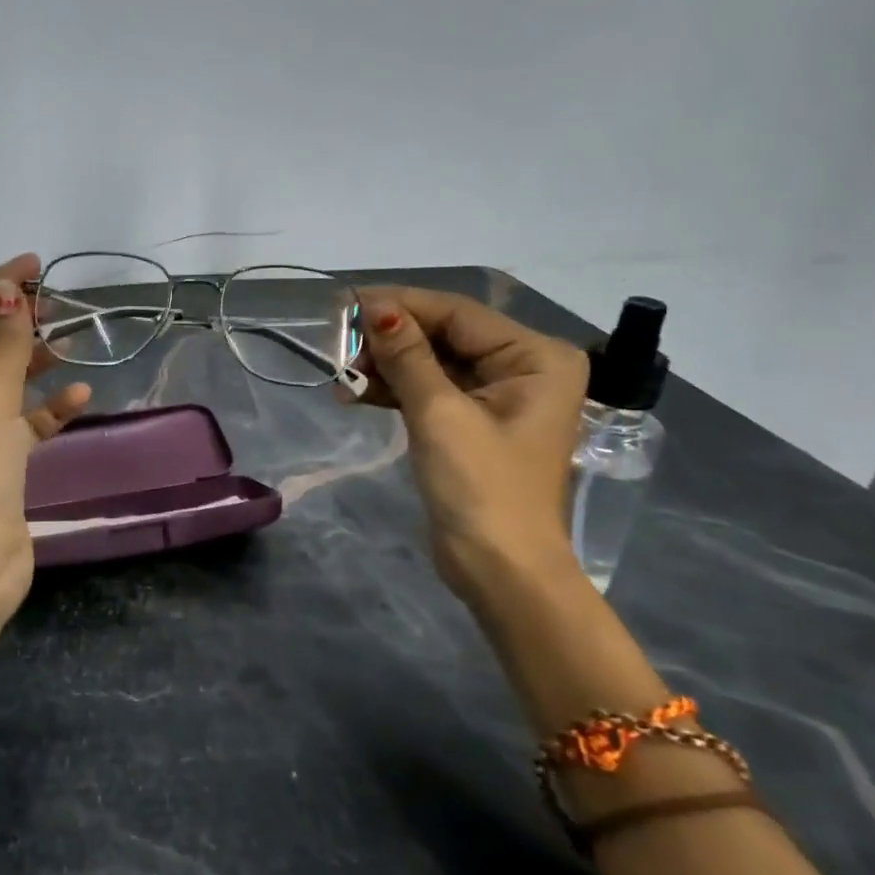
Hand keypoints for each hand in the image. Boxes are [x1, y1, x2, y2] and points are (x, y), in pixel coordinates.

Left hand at [0, 254, 92, 625]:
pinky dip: (46, 408)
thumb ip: (4, 346)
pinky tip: (78, 398)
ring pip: (3, 382)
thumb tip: (9, 292)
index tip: (35, 265)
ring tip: (69, 341)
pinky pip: (22, 421)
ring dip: (33, 362)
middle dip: (16, 323)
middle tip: (56, 303)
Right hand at [348, 287, 587, 598]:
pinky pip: (430, 391)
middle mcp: (523, 368)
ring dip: (386, 367)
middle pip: (444, 336)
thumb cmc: (481, 487)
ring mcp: (498, 397)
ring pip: (431, 364)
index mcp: (536, 357)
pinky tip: (355, 393)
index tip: (347, 303)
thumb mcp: (440, 414)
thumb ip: (407, 356)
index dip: (401, 306)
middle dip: (390, 340)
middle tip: (338, 346)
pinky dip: (394, 391)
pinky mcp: (472, 424)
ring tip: (341, 376)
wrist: (501, 571)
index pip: (458, 314)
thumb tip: (375, 307)